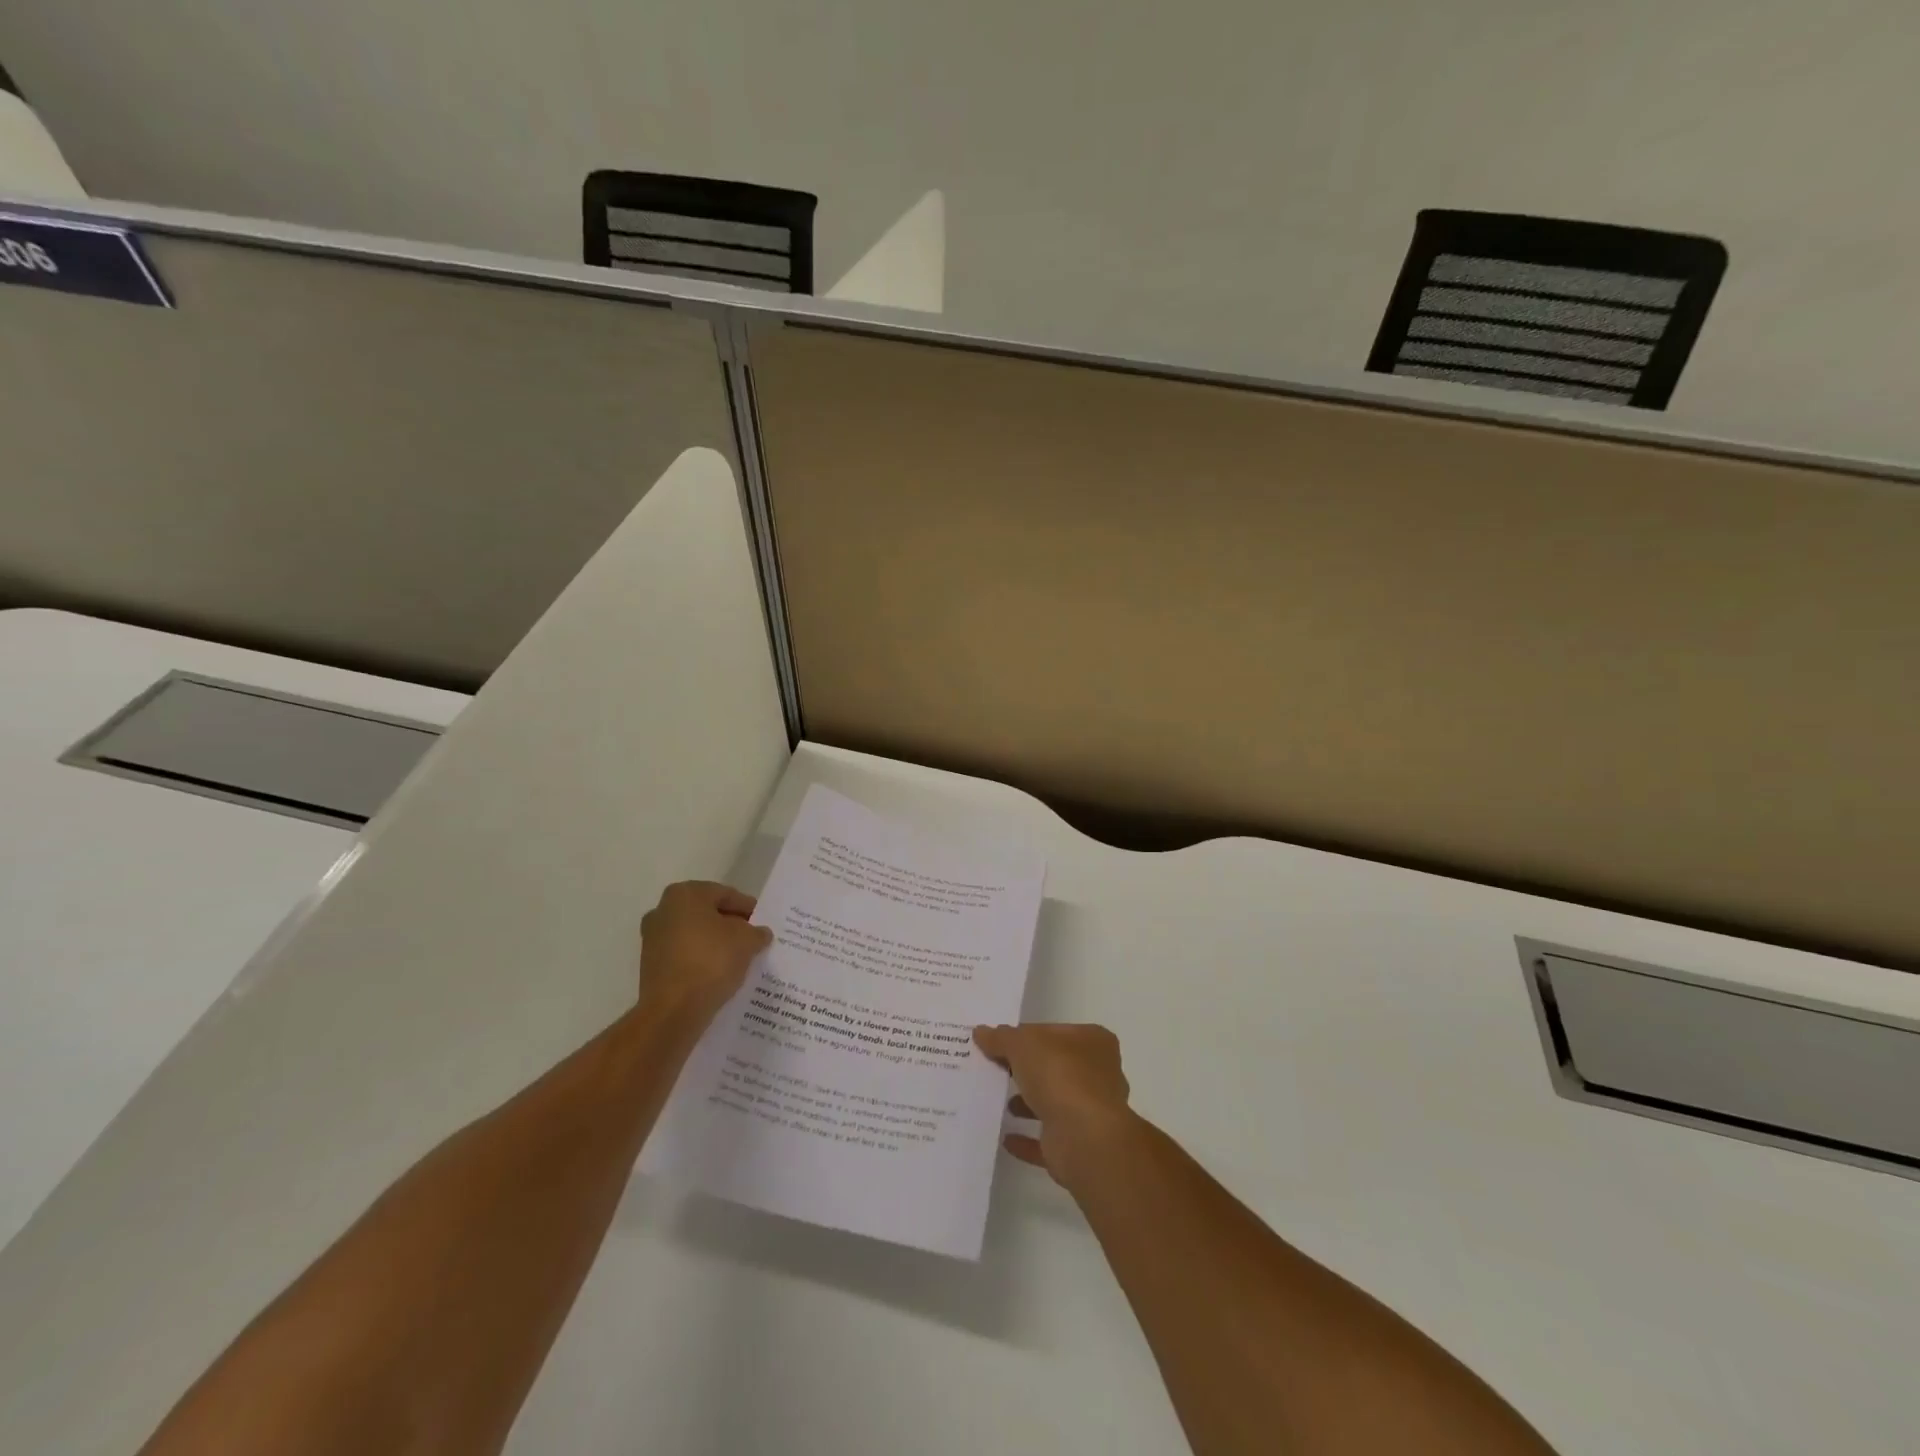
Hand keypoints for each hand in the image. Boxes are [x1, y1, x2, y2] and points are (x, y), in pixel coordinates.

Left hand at [638, 881, 771, 1026]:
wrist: (673, 1011)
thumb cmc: (711, 961)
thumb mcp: (747, 941)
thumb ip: (757, 932)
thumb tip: (760, 933)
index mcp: (685, 894)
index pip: (726, 894)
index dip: (748, 908)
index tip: (763, 922)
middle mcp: (663, 910)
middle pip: (708, 913)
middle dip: (731, 925)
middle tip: (753, 939)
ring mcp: (653, 939)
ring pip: (695, 935)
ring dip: (716, 944)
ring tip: (740, 958)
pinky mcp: (651, 966)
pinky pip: (685, 955)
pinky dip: (702, 960)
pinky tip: (721, 972)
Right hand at [972, 1022, 1135, 1190]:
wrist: (1084, 1138)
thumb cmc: (1060, 1075)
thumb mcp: (1022, 1044)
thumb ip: (1001, 1038)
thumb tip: (981, 1032)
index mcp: (1093, 1041)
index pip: (1053, 1032)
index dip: (1025, 1034)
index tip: (999, 1042)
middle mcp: (1098, 1074)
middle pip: (1055, 1066)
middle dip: (1028, 1069)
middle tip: (995, 1069)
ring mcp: (1091, 1112)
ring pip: (1054, 1102)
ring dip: (1029, 1103)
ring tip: (1000, 1101)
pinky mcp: (1078, 1146)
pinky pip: (1047, 1139)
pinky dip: (1028, 1139)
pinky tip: (1006, 1138)